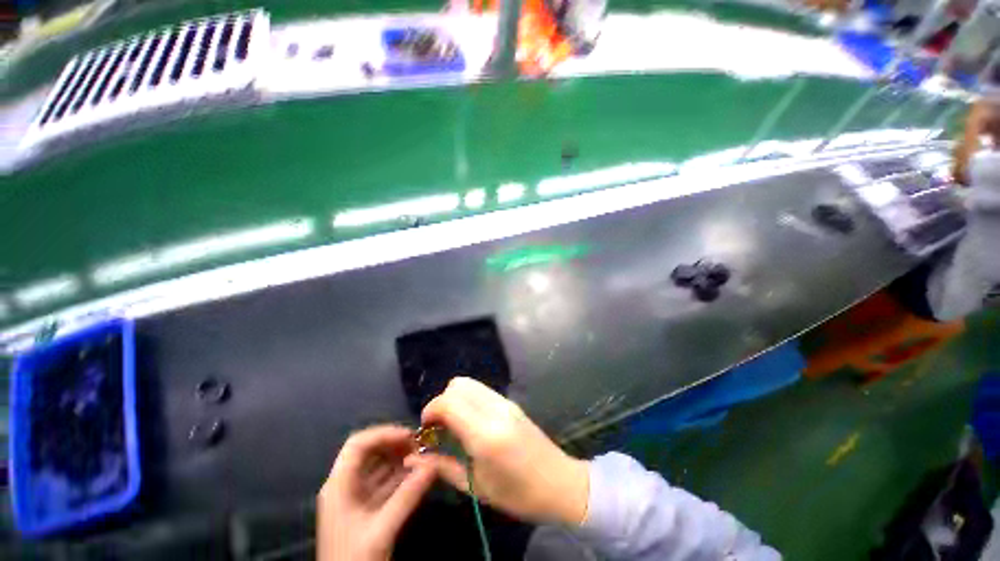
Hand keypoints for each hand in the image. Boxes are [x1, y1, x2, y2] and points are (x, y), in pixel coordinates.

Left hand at [317, 425, 435, 560]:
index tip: (410, 435)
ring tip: (423, 455)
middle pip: (369, 452)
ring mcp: (354, 497)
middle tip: (420, 444)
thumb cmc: (354, 560)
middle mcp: (344, 485)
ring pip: (377, 466)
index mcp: (338, 485)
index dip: (384, 434)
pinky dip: (400, 475)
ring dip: (400, 458)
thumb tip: (434, 463)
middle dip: (395, 444)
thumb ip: (408, 495)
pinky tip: (418, 473)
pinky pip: (383, 482)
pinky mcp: (365, 508)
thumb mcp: (381, 529)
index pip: (358, 444)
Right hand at [420, 377, 589, 526]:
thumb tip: (415, 457)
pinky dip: (468, 399)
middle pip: (458, 384)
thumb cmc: (518, 494)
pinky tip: (470, 421)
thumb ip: (443, 467)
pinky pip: (482, 390)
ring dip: (455, 398)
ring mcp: (505, 402)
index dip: (430, 410)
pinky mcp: (511, 401)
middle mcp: (495, 409)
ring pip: (470, 383)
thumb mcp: (477, 487)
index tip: (425, 429)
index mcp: (485, 433)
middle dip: (441, 401)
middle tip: (439, 427)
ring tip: (453, 424)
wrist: (560, 482)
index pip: (449, 402)